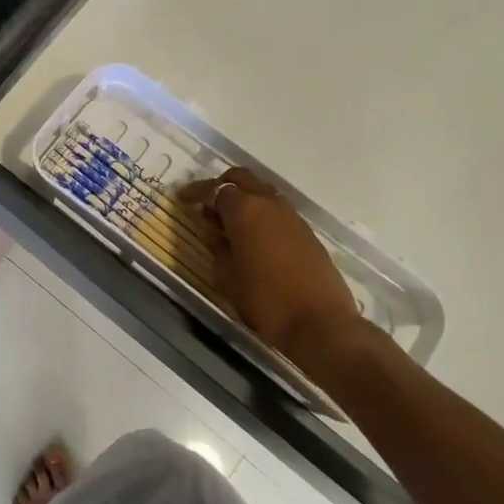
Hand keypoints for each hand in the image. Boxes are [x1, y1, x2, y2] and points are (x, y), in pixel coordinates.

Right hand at [181, 168, 362, 369]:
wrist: (321, 324)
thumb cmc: (266, 301)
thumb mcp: (228, 277)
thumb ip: (217, 248)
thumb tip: (212, 231)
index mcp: (245, 210)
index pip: (215, 189)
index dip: (196, 192)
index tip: (182, 199)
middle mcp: (269, 204)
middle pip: (242, 179)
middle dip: (222, 186)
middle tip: (207, 204)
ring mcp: (292, 216)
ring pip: (262, 192)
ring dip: (244, 199)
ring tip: (229, 223)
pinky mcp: (307, 232)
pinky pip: (277, 211)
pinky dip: (261, 214)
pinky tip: (254, 237)